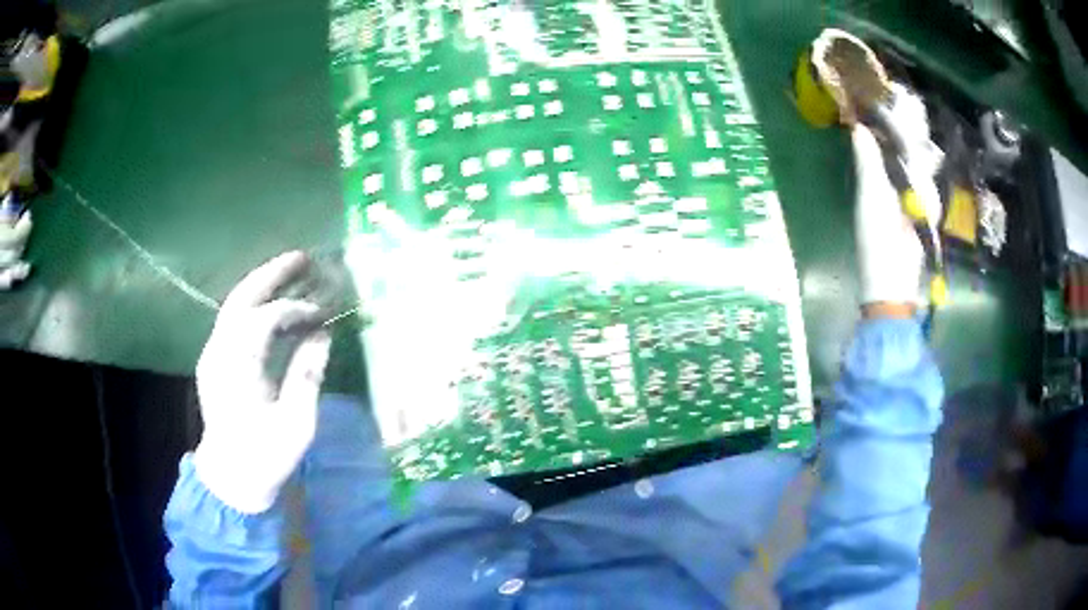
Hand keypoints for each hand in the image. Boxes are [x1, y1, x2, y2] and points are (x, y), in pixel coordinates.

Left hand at [193, 251, 331, 513]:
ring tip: (291, 270)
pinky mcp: (214, 360)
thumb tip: (322, 334)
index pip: (265, 319)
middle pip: (242, 298)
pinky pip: (234, 320)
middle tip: (302, 257)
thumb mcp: (296, 424)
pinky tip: (273, 305)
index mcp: (238, 367)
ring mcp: (212, 354)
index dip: (295, 309)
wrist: (230, 477)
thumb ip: (307, 375)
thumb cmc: (266, 456)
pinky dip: (255, 305)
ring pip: (234, 305)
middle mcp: (219, 351)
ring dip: (262, 284)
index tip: (322, 314)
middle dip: (271, 274)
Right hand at [852, 86, 942, 308]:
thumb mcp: (873, 204)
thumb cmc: (882, 246)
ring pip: (912, 160)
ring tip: (884, 116)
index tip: (889, 90)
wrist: (889, 291)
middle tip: (884, 97)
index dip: (904, 112)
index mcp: (920, 182)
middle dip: (902, 121)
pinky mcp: (911, 210)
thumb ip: (869, 164)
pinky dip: (896, 157)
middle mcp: (925, 187)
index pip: (915, 138)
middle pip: (915, 146)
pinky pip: (907, 174)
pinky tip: (886, 151)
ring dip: (899, 138)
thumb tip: (861, 128)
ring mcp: (919, 200)